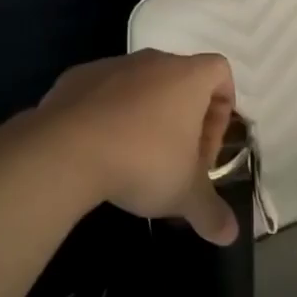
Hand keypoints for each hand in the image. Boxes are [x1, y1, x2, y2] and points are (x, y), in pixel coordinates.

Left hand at [35, 50, 238, 244]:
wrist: (65, 150)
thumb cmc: (142, 162)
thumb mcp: (183, 195)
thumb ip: (211, 212)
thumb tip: (231, 234)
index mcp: (187, 77)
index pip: (220, 73)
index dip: (222, 111)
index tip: (205, 150)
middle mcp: (152, 61)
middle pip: (179, 81)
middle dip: (182, 120)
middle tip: (174, 162)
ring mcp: (111, 65)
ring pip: (140, 86)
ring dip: (144, 116)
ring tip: (132, 159)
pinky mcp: (76, 77)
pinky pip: (102, 92)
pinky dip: (106, 115)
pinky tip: (97, 149)